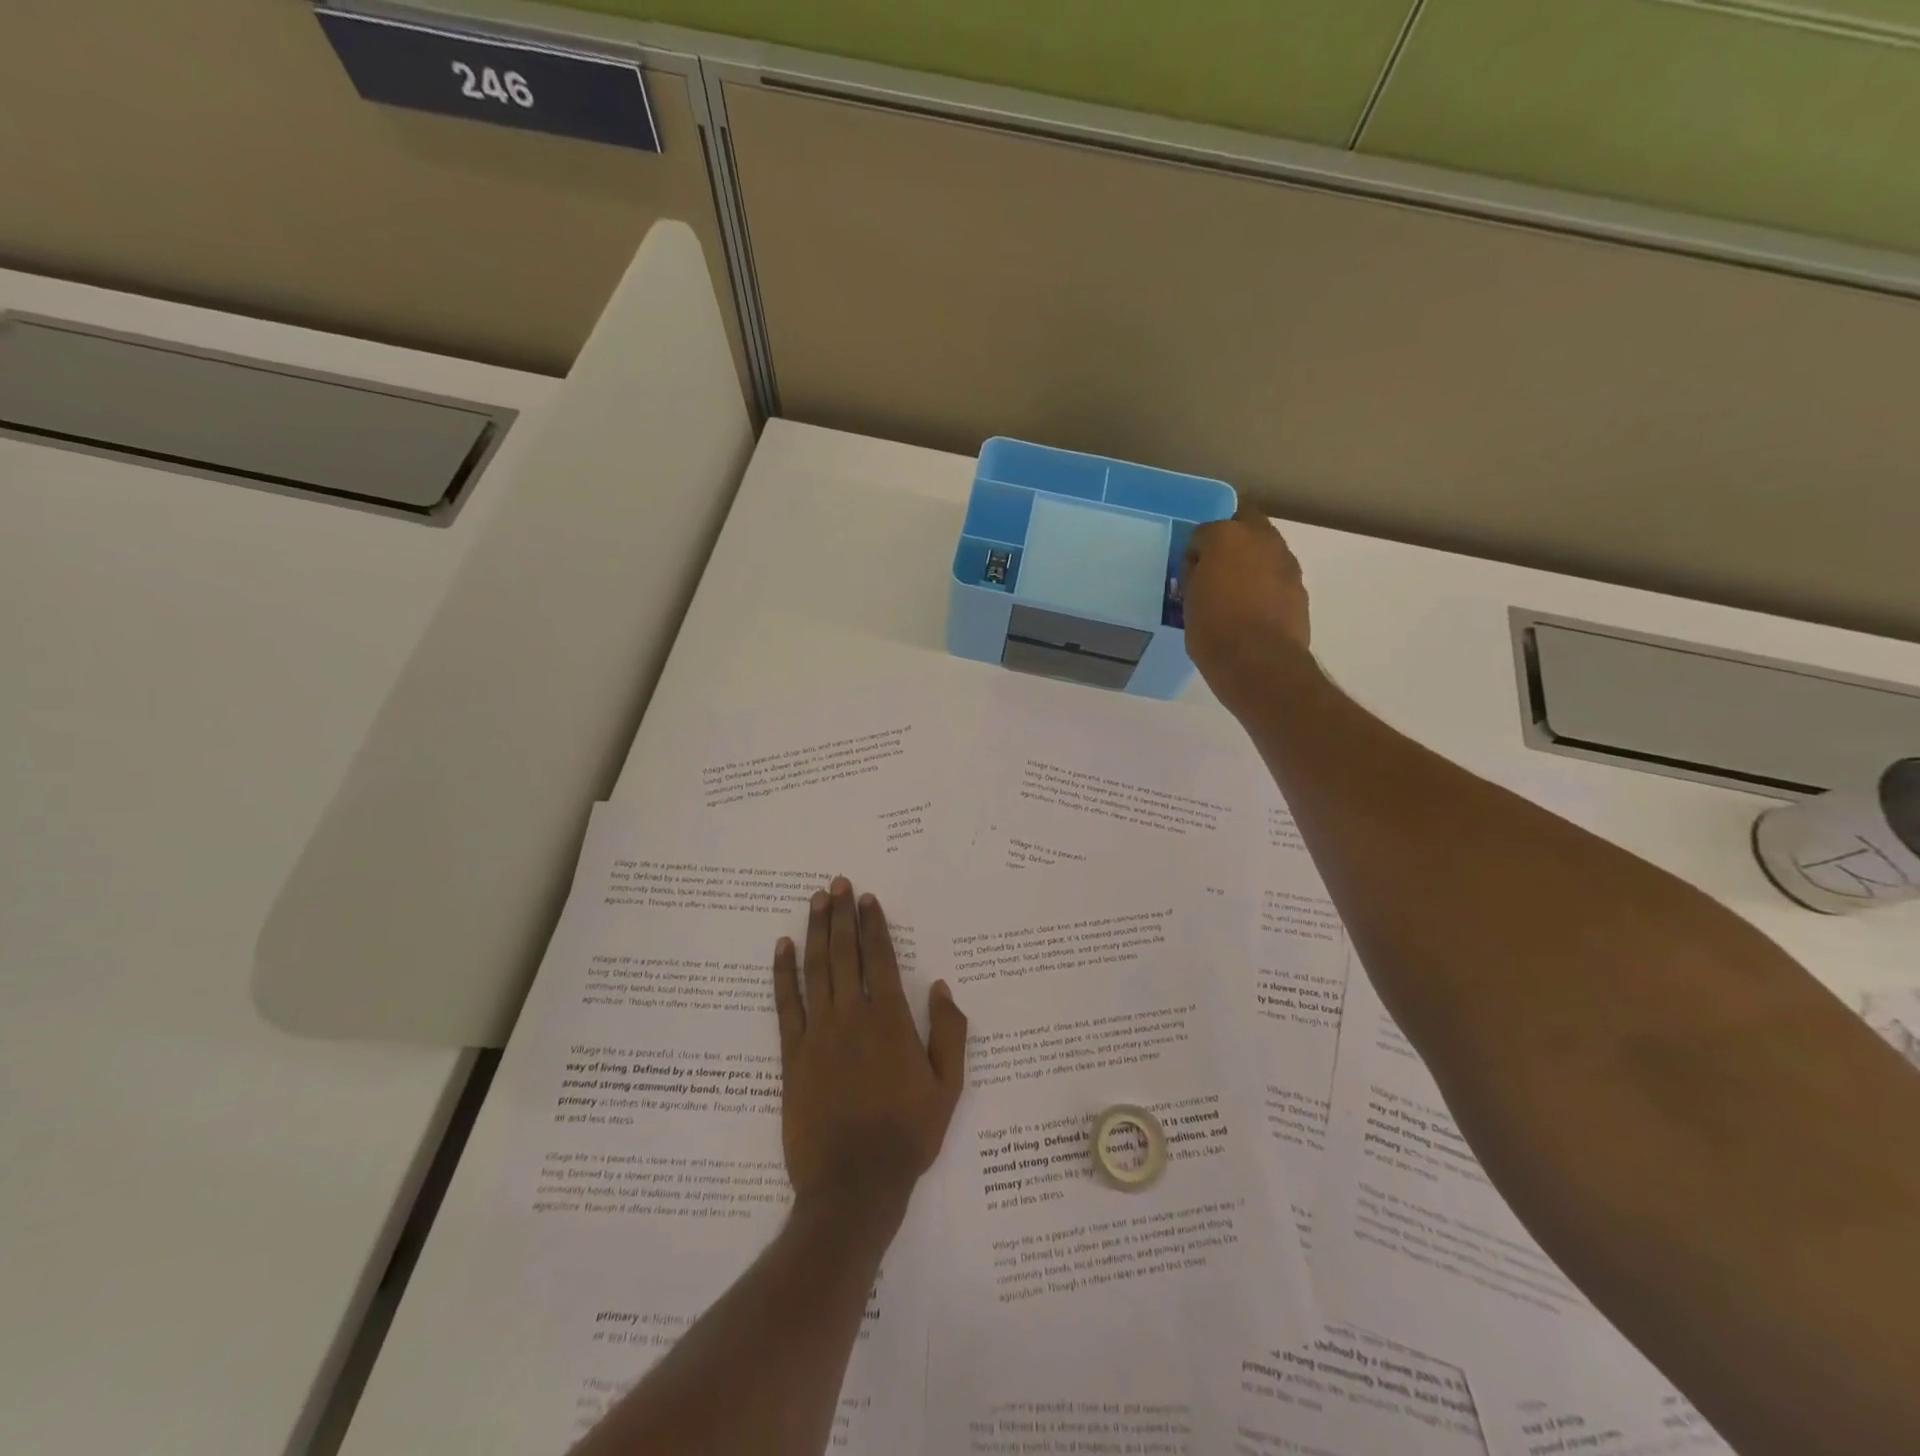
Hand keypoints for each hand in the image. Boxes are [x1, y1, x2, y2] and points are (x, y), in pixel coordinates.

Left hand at [772, 878, 967, 1220]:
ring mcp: (818, 1033)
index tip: (866, 898)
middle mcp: (851, 1016)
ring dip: (816, 931)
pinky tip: (782, 947)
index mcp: (890, 1021)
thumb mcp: (948, 1087)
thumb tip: (939, 986)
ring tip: (816, 901)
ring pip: (816, 969)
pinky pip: (786, 1004)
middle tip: (837, 883)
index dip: (873, 925)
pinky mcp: (792, 1054)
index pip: (879, 958)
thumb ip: (949, 1032)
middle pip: (845, 953)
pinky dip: (783, 973)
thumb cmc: (907, 1135)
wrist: (854, 1185)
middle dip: (842, 915)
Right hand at [1182, 500, 1313, 711]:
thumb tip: (1201, 568)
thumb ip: (1195, 575)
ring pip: (1265, 547)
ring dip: (1251, 559)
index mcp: (1226, 536)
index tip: (1190, 573)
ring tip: (1236, 589)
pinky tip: (1254, 606)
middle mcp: (1260, 538)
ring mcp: (1285, 561)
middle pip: (1244, 522)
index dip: (1194, 552)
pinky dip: (1266, 581)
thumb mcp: (1189, 601)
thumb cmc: (1213, 630)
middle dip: (1230, 539)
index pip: (1203, 532)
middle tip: (1215, 567)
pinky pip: (1277, 573)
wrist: (1259, 663)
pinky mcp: (1299, 585)